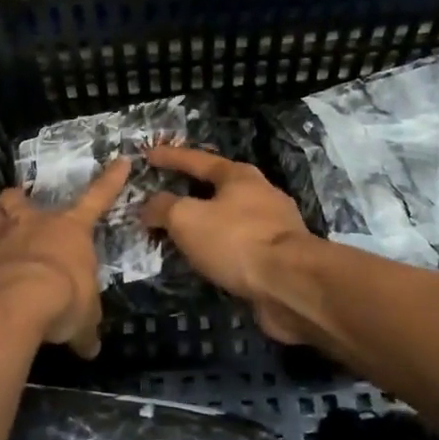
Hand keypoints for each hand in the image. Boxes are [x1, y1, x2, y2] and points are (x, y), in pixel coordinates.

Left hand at [0, 160, 130, 357]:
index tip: (121, 161)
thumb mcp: (83, 319)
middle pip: (21, 199)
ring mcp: (1, 236)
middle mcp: (34, 223)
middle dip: (20, 202)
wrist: (14, 301)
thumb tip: (90, 348)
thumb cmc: (63, 298)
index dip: (110, 180)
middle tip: (21, 210)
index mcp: (70, 229)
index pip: (97, 198)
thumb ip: (85, 329)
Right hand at [140, 146, 318, 344]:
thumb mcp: (186, 218)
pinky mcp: (279, 257)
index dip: (170, 157)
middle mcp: (260, 194)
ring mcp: (274, 226)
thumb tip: (150, 207)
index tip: (147, 156)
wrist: (291, 284)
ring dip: (205, 225)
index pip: (196, 159)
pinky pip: (239, 246)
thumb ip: (163, 208)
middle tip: (164, 199)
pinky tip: (207, 261)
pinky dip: (219, 250)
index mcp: (238, 176)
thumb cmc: (236, 240)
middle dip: (190, 192)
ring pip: (229, 219)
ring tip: (180, 236)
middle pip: (217, 188)